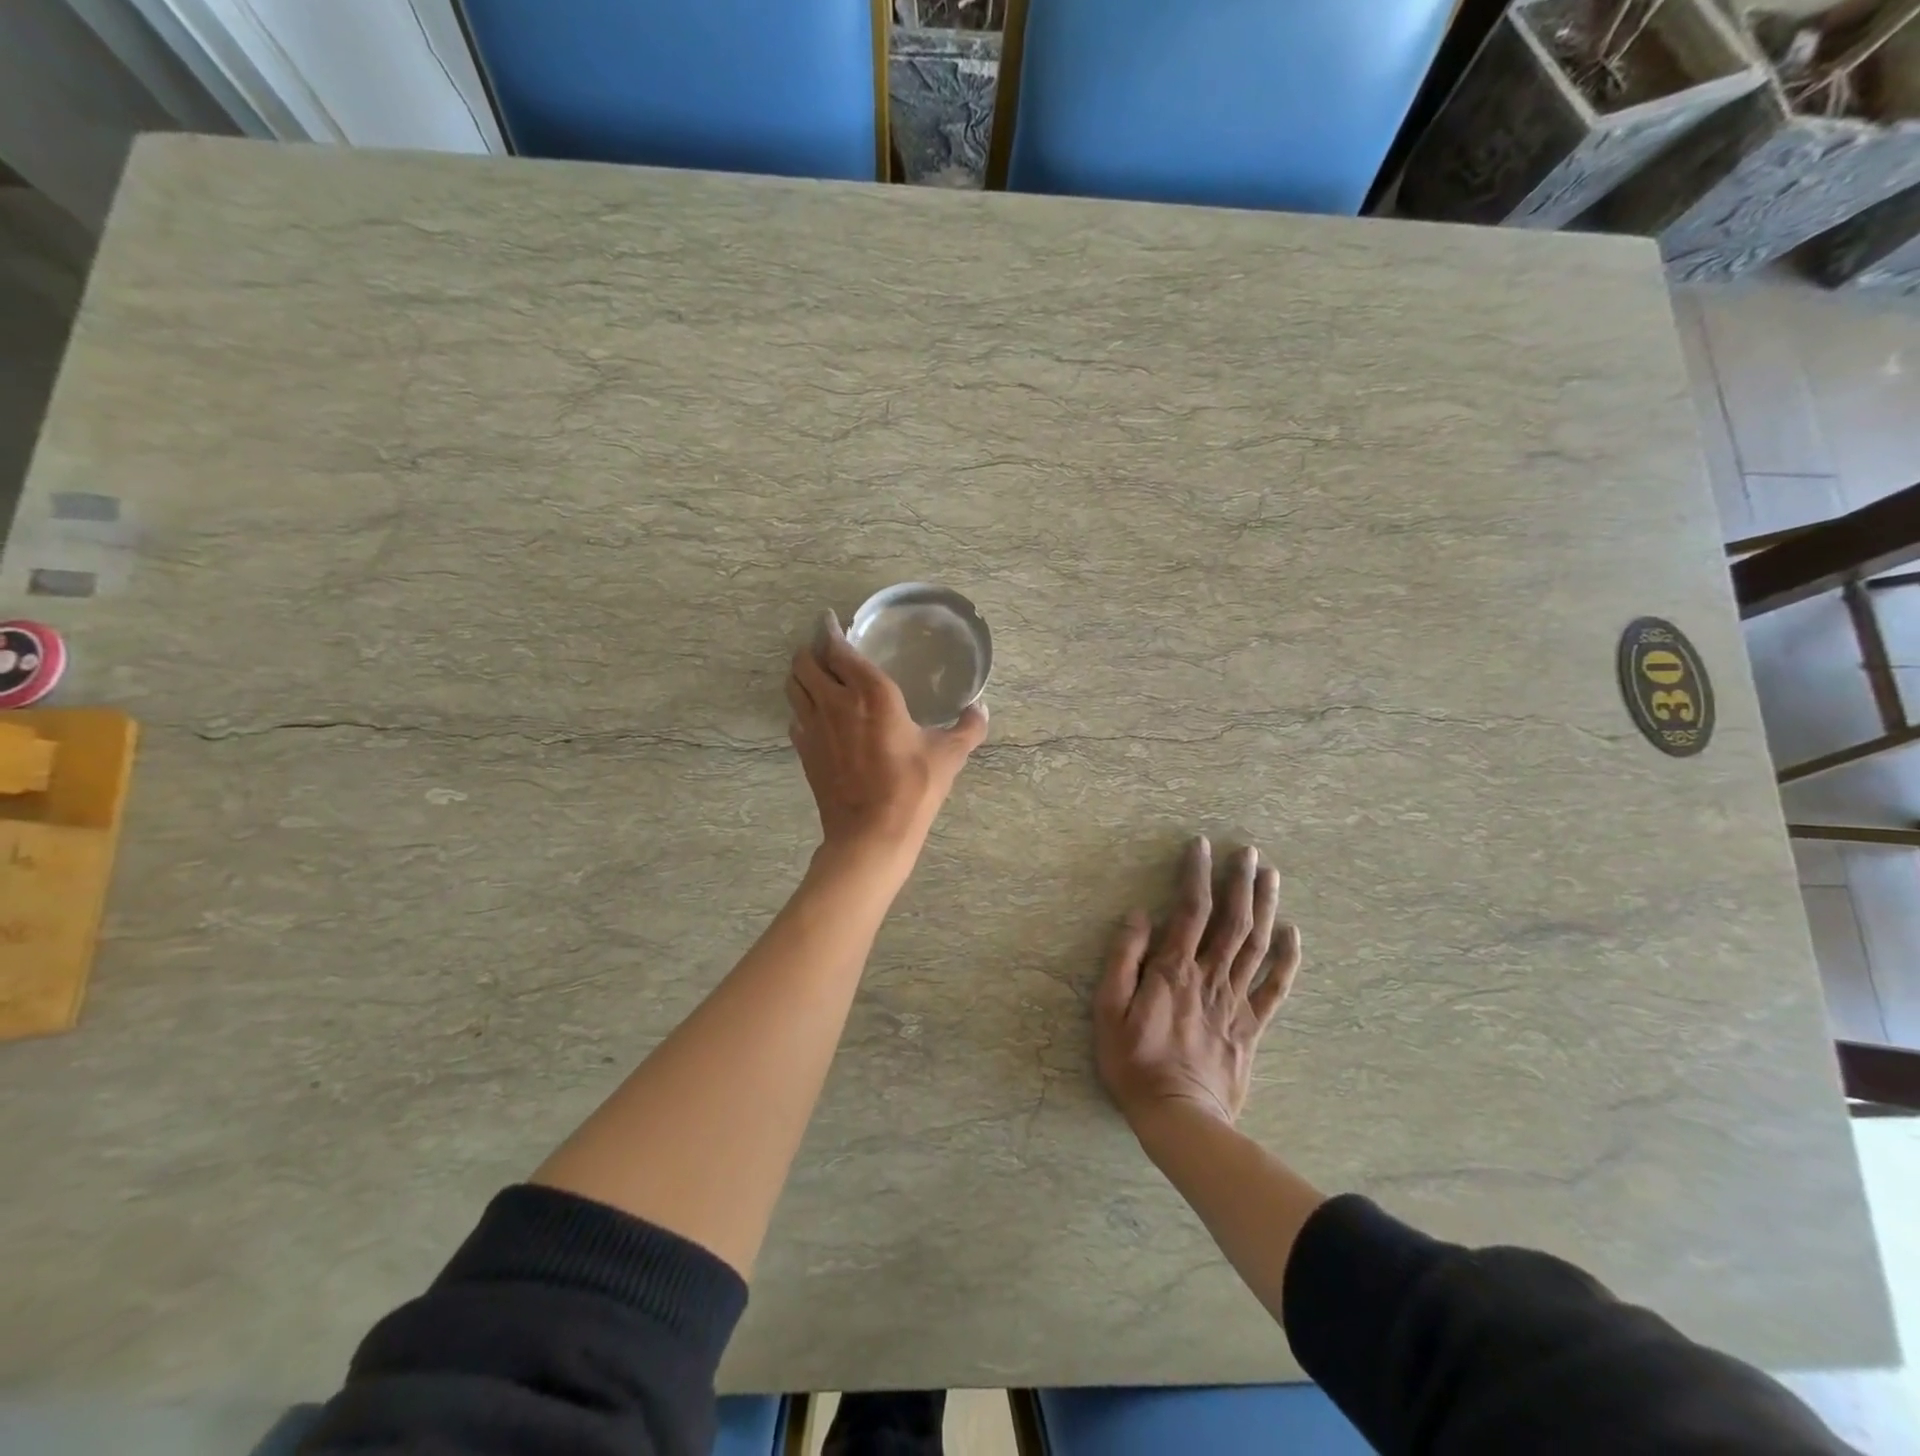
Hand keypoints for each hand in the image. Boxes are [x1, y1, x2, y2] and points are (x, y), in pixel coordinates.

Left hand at [787, 610, 988, 857]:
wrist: (871, 833)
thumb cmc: (912, 787)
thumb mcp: (949, 755)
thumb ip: (968, 727)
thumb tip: (981, 708)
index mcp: (871, 692)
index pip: (838, 648)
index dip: (830, 630)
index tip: (830, 621)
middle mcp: (835, 702)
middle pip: (805, 662)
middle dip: (810, 650)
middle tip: (824, 649)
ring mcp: (814, 727)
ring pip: (793, 687)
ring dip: (800, 675)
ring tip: (815, 674)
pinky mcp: (804, 751)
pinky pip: (795, 717)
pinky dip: (801, 708)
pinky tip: (816, 716)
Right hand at [1095, 837, 1300, 1131]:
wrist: (1179, 1119)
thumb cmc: (1134, 1063)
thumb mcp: (1108, 1011)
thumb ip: (1123, 960)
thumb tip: (1140, 915)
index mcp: (1174, 970)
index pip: (1190, 910)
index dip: (1197, 874)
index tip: (1201, 846)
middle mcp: (1210, 977)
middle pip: (1232, 921)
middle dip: (1240, 883)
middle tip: (1249, 852)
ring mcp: (1235, 1002)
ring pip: (1257, 945)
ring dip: (1266, 908)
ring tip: (1271, 876)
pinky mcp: (1251, 1027)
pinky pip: (1275, 988)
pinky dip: (1287, 960)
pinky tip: (1294, 935)